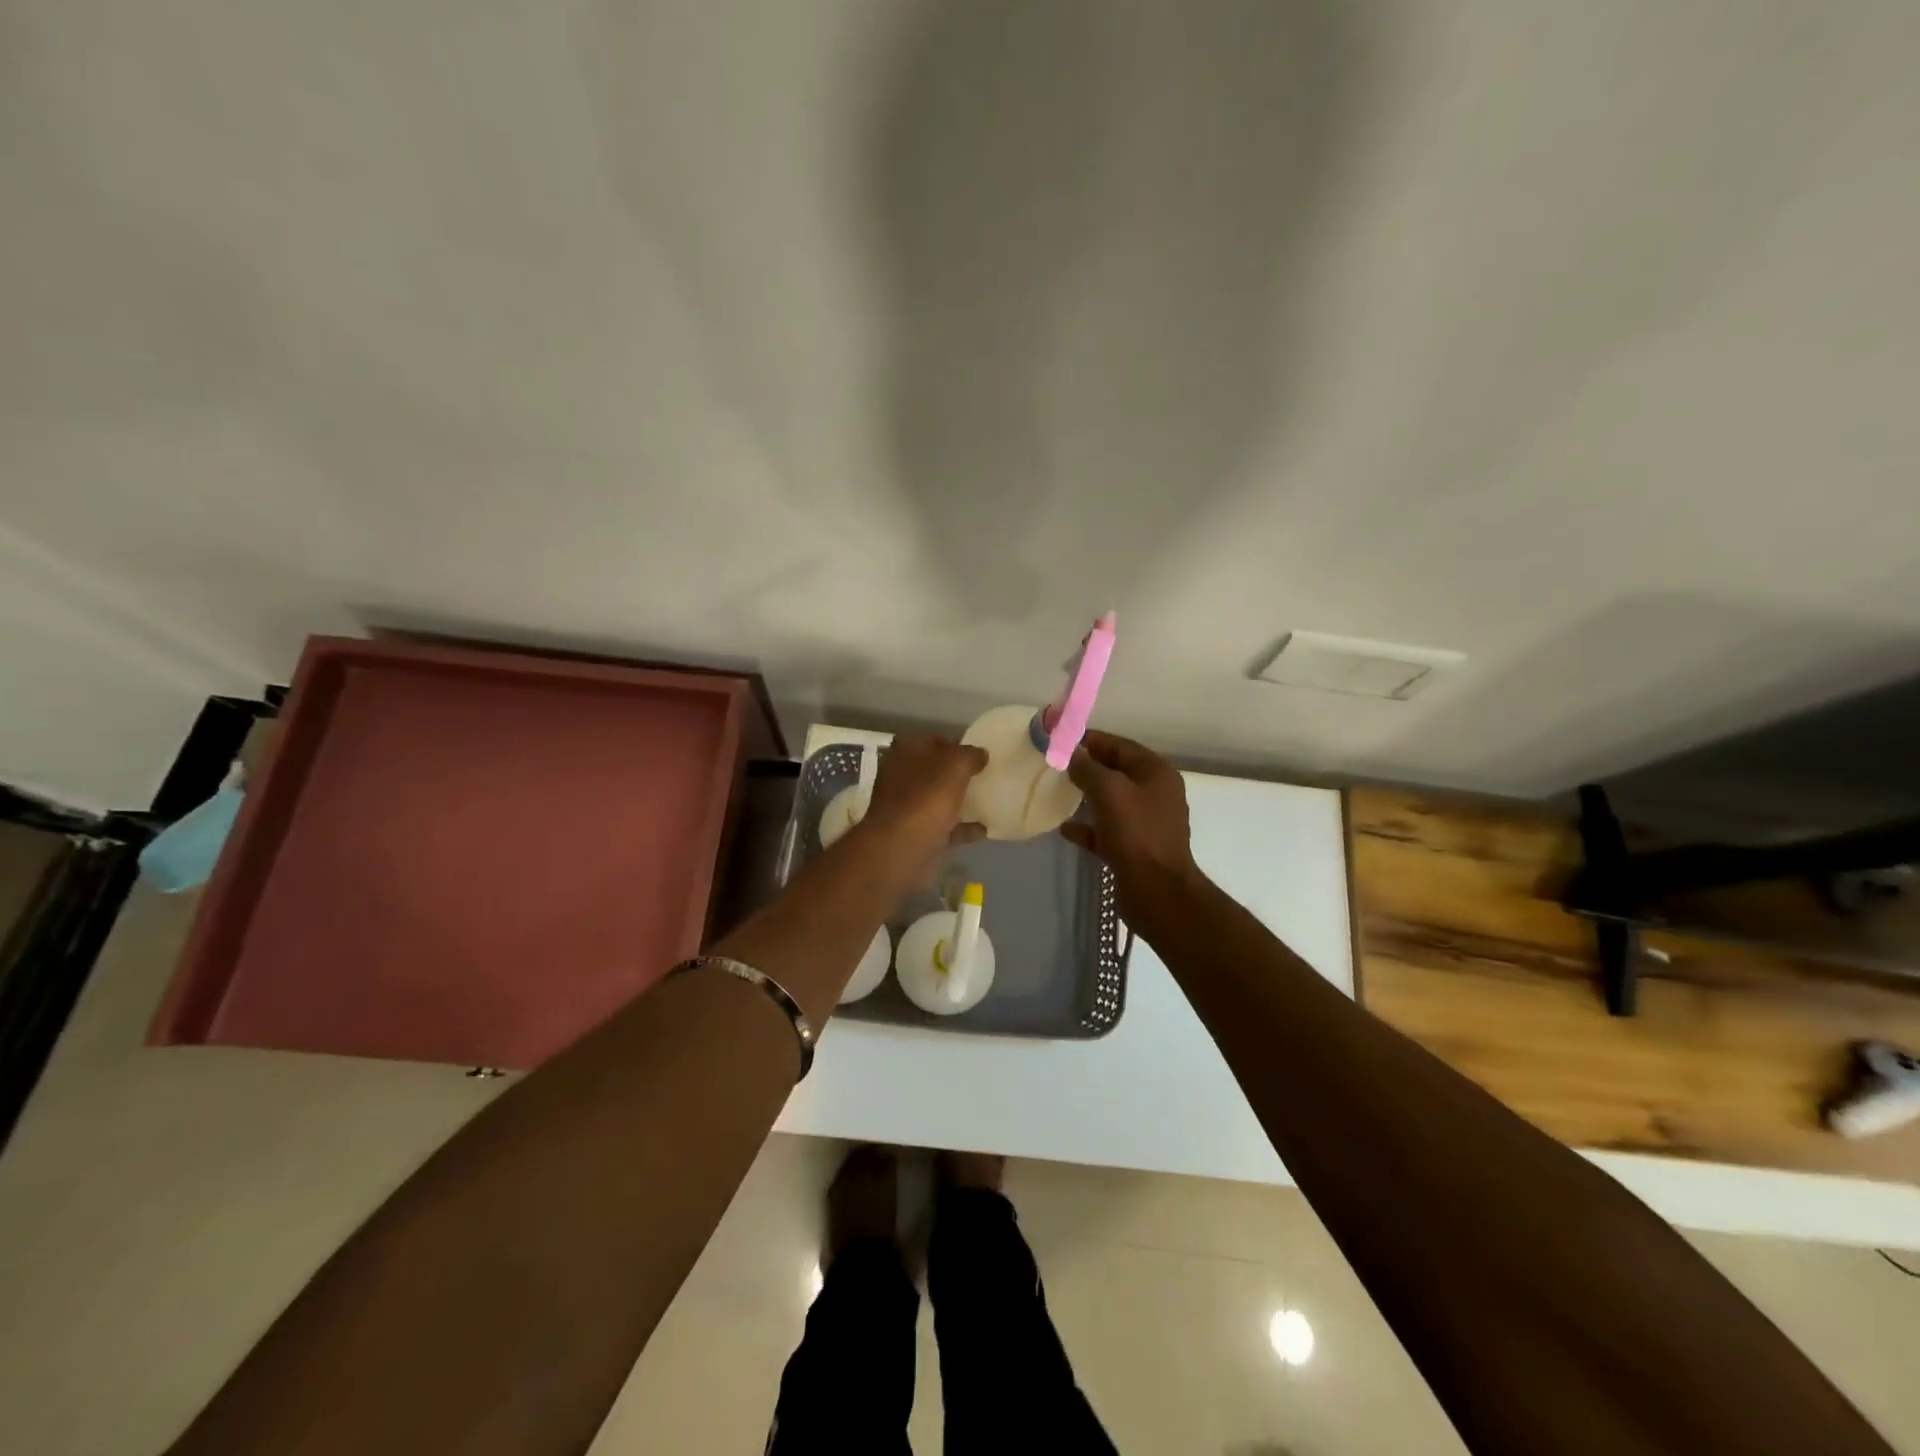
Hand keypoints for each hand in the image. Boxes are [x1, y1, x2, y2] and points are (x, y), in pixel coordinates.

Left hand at [853, 734, 987, 888]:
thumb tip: (981, 754)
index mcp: (905, 753)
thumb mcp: (954, 766)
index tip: (978, 754)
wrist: (900, 850)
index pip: (932, 740)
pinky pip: (944, 827)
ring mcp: (907, 808)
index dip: (955, 744)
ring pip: (938, 799)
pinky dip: (962, 828)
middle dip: (958, 774)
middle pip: (935, 771)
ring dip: (960, 801)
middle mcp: (902, 778)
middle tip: (985, 777)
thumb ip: (970, 755)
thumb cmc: (926, 799)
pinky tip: (984, 830)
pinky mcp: (916, 835)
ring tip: (988, 801)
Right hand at [1060, 730, 1200, 930]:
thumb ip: (1088, 768)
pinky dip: (1089, 827)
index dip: (1092, 740)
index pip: (1121, 746)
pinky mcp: (1135, 848)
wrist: (1157, 892)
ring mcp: (1146, 823)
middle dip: (1088, 768)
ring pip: (1112, 801)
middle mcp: (1155, 794)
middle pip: (1117, 772)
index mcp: (1156, 773)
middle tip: (1057, 765)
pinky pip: (1108, 830)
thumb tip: (1073, 753)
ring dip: (1087, 796)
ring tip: (1059, 792)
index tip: (1062, 740)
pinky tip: (1065, 828)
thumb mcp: (1109, 791)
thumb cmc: (1136, 834)